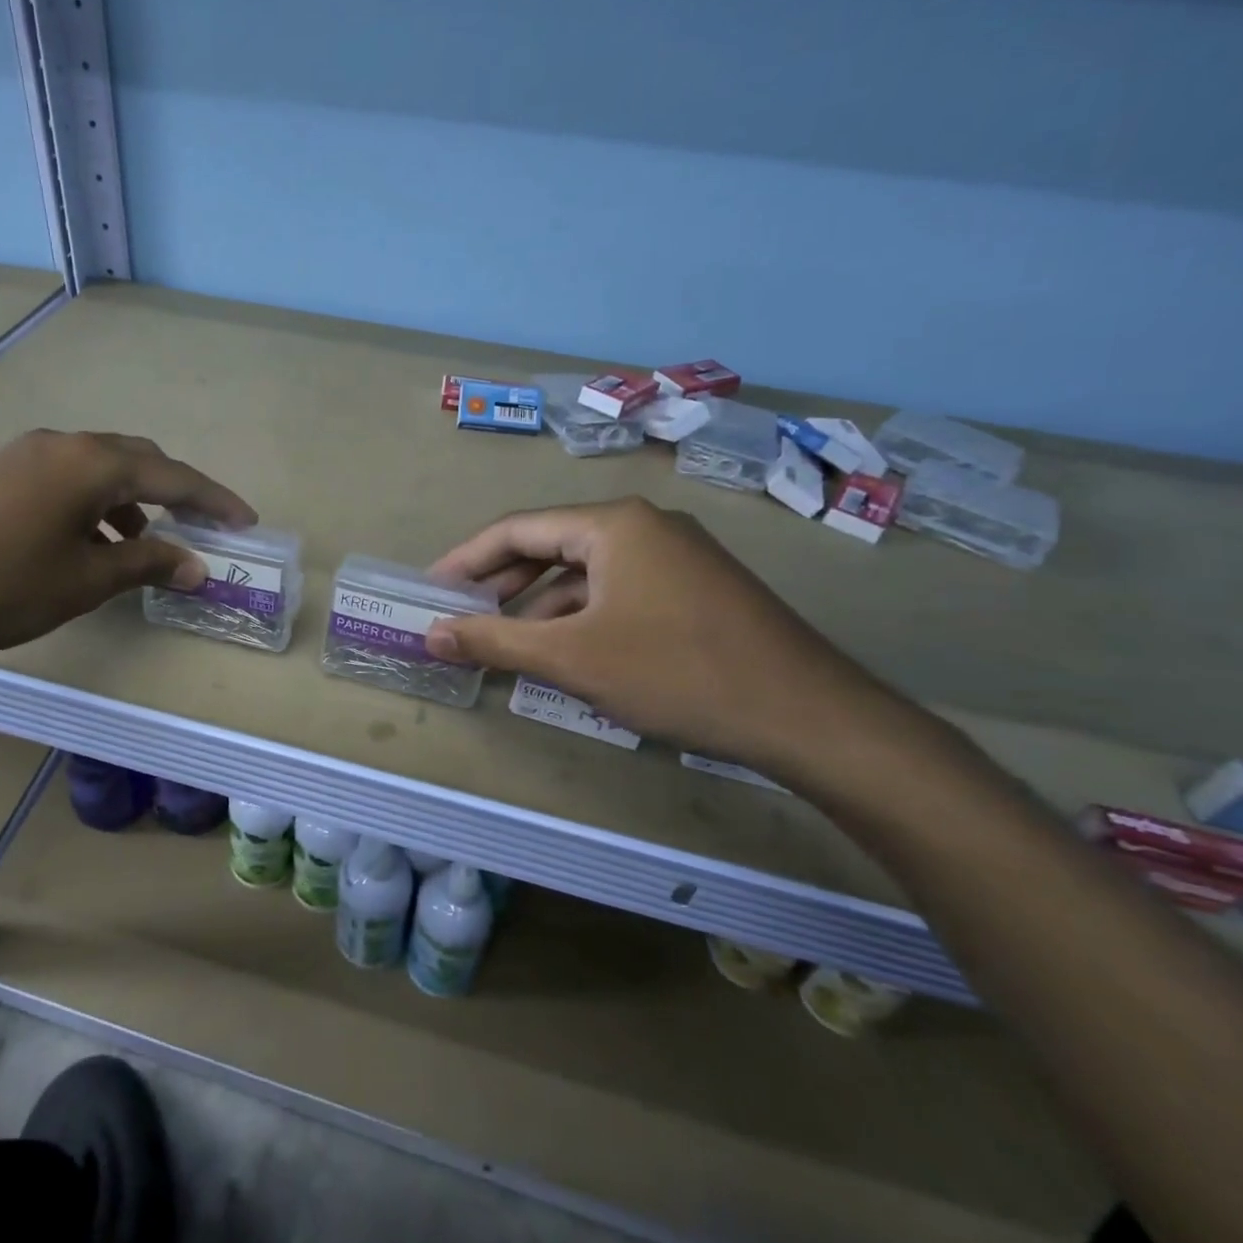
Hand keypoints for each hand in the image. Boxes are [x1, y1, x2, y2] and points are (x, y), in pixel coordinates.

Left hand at [0, 429, 255, 660]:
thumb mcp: (83, 580)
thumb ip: (146, 566)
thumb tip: (196, 565)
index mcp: (91, 464)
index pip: (173, 476)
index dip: (214, 500)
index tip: (245, 521)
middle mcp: (61, 445)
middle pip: (136, 458)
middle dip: (173, 492)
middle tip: (198, 525)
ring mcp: (21, 454)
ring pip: (96, 468)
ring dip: (129, 501)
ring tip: (137, 545)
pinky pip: (62, 478)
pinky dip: (90, 504)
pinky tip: (80, 541)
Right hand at [425, 498, 905, 782]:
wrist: (811, 718)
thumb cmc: (677, 672)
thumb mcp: (572, 658)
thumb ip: (494, 640)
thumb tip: (431, 634)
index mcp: (613, 524)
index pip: (517, 530)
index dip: (466, 560)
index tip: (431, 589)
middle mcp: (645, 526)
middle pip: (551, 546)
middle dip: (502, 583)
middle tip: (461, 616)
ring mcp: (677, 556)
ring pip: (587, 573)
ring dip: (541, 606)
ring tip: (506, 642)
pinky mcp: (697, 589)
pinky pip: (619, 592)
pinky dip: (583, 618)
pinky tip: (568, 653)